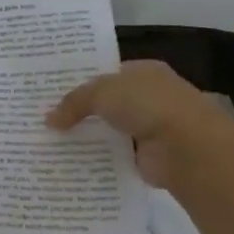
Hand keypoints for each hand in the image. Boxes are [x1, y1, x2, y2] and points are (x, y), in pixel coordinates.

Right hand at [46, 60, 226, 186]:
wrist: (186, 147)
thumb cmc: (147, 104)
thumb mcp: (101, 92)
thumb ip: (74, 102)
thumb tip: (49, 120)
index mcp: (144, 71)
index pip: (108, 73)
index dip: (81, 81)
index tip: (52, 92)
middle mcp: (150, 96)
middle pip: (108, 102)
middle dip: (82, 111)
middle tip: (47, 119)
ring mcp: (152, 127)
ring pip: (111, 130)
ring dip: (90, 136)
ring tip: (53, 142)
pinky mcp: (150, 157)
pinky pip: (117, 155)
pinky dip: (100, 159)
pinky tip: (73, 162)